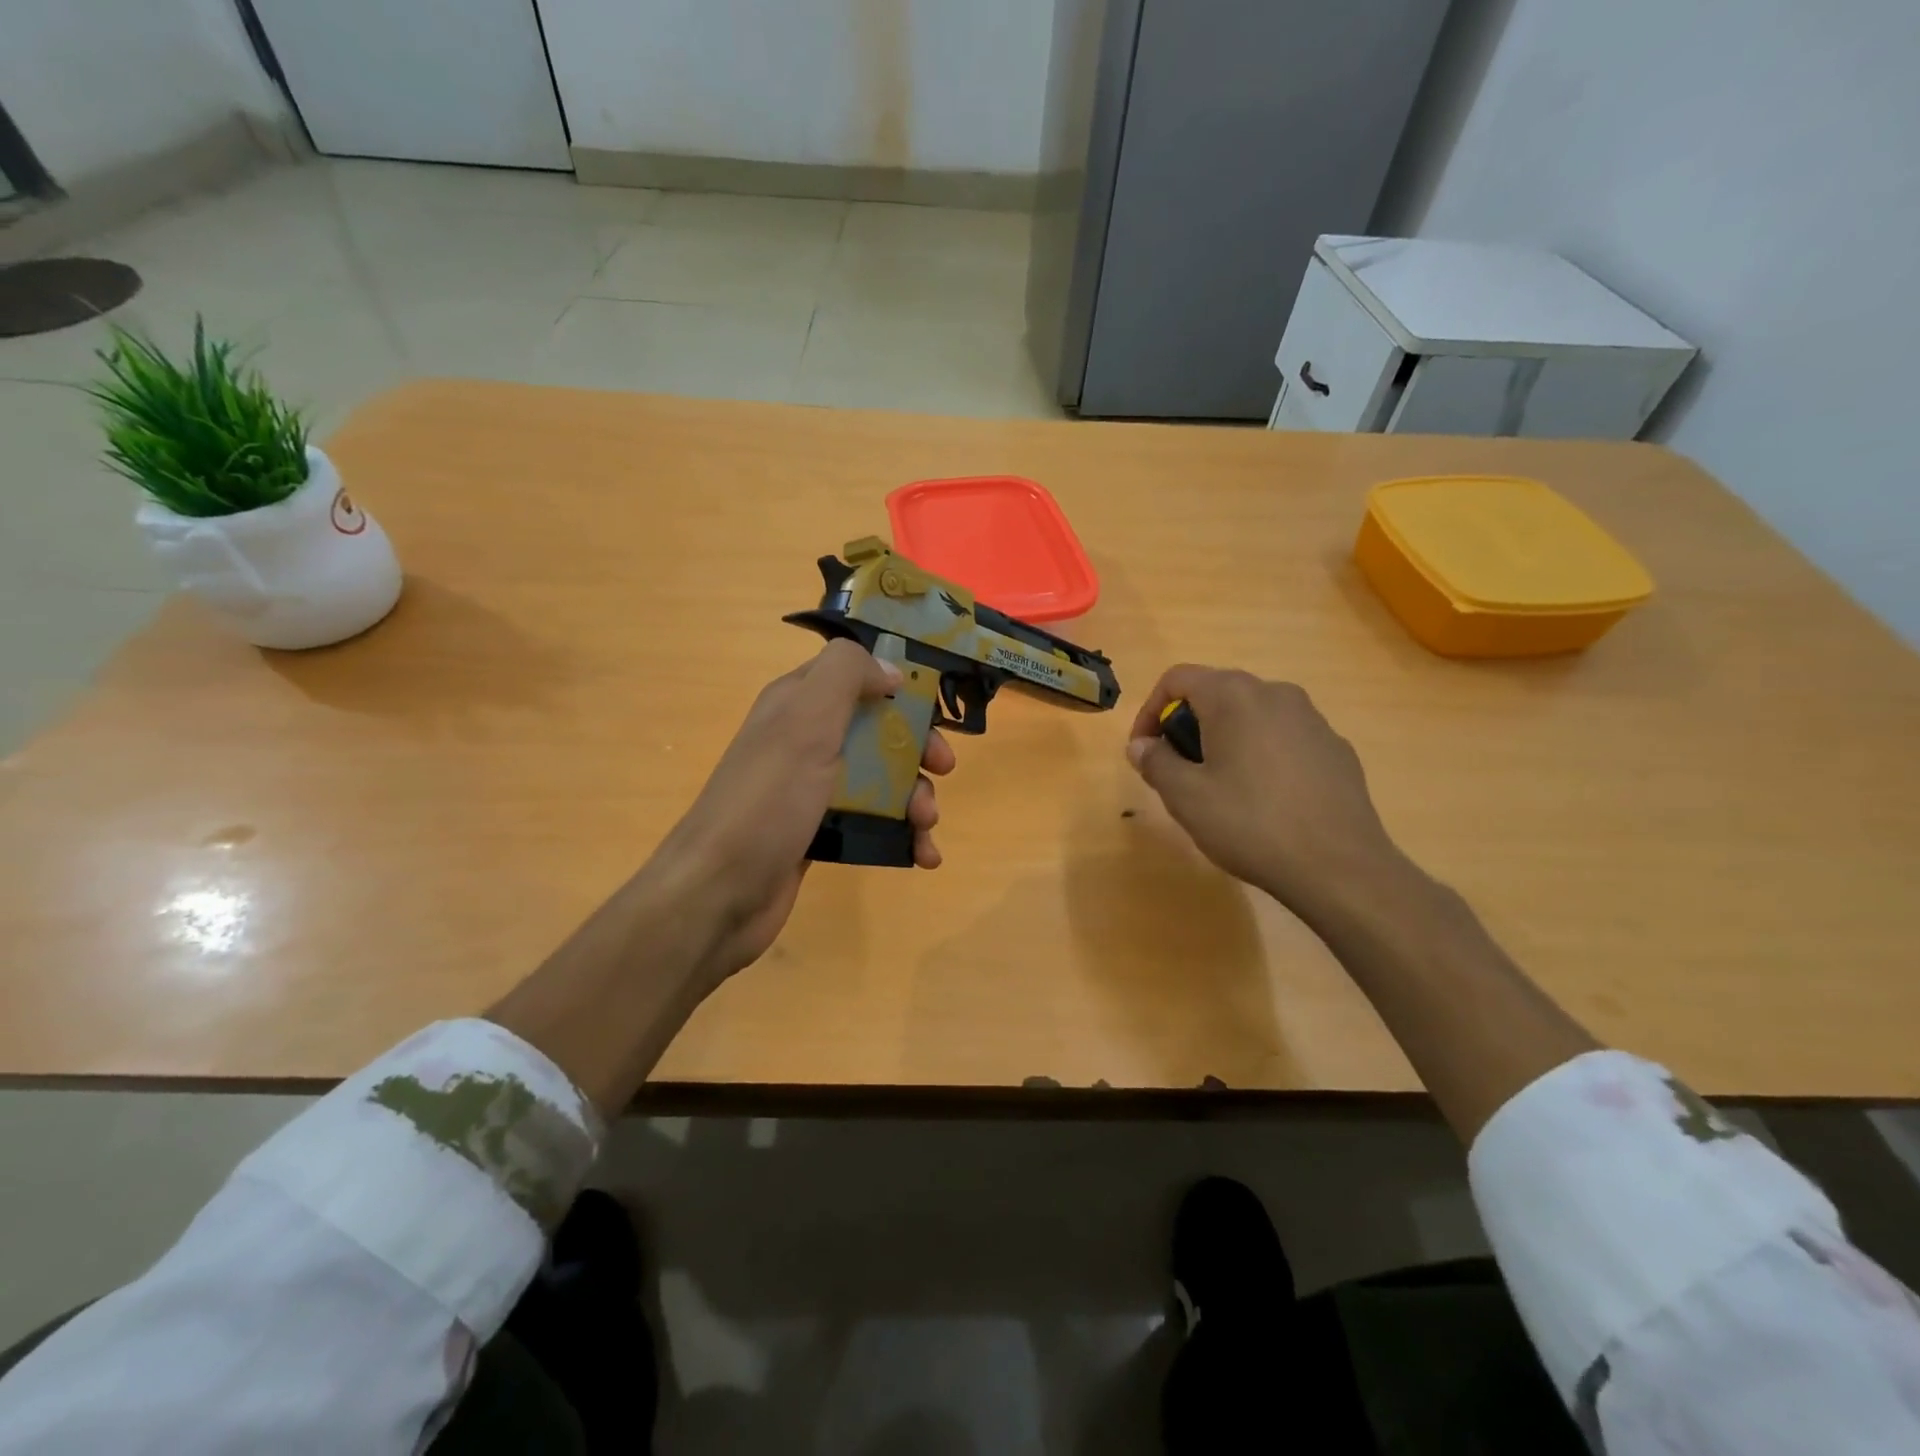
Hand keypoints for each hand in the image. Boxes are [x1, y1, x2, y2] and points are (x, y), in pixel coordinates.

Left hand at [655, 639, 954, 984]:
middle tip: (943, 769)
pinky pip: (871, 823)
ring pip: (881, 780)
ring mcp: (812, 790)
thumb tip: (889, 669)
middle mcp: (804, 741)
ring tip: (926, 825)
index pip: (855, 676)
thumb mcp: (806, 720)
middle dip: (917, 749)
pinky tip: (923, 856)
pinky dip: (902, 835)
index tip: (934, 711)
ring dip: (915, 798)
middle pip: (877, 731)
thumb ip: (846, 675)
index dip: (898, 687)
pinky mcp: (819, 833)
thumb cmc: (769, 800)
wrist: (719, 893)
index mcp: (798, 704)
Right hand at [1125, 665, 1400, 923]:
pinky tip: (1264, 800)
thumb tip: (1141, 745)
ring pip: (1252, 716)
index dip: (1150, 711)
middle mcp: (1275, 693)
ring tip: (1219, 787)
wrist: (1339, 867)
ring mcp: (1312, 719)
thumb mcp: (1185, 797)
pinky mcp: (1336, 748)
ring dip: (1225, 740)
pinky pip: (1284, 738)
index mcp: (1234, 696)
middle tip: (1177, 772)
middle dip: (1187, 726)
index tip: (1144, 751)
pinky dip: (1261, 755)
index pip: (1177, 679)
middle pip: (1216, 693)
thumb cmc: (1250, 824)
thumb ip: (1155, 761)